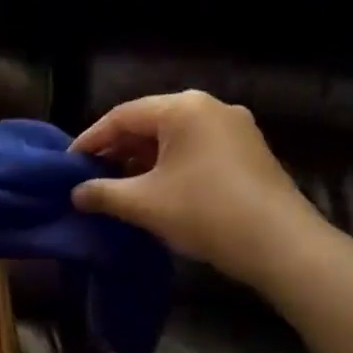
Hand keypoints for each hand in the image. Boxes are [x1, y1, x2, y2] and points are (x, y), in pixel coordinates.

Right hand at [71, 90, 321, 285]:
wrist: (283, 246)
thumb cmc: (206, 213)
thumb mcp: (145, 204)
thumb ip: (103, 193)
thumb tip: (75, 194)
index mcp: (183, 108)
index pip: (122, 116)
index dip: (91, 140)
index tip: (69, 163)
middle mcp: (210, 107)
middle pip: (150, 123)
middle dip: (118, 150)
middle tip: (91, 175)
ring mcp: (235, 128)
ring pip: (175, 137)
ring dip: (144, 159)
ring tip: (119, 185)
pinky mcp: (249, 151)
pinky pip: (198, 149)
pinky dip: (172, 165)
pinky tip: (157, 189)